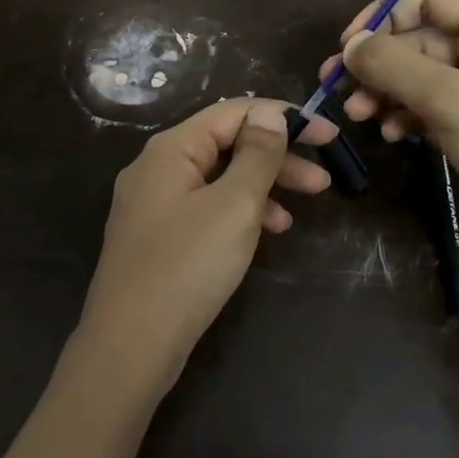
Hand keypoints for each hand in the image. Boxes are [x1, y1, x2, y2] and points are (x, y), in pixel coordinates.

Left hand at [76, 98, 337, 396]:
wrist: (130, 346)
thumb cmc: (187, 267)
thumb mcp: (234, 206)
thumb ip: (256, 155)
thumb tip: (268, 114)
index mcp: (171, 149)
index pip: (234, 112)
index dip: (284, 117)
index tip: (329, 135)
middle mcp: (157, 168)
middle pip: (226, 144)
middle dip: (277, 157)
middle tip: (323, 181)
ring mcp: (153, 204)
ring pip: (218, 179)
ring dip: (262, 187)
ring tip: (299, 211)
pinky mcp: (158, 236)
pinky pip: (206, 208)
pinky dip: (239, 213)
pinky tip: (265, 233)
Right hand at [322, 0, 458, 259]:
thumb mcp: (452, 102)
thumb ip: (395, 67)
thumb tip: (349, 45)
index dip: (384, 15)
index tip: (348, 47)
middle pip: (420, 39)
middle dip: (378, 64)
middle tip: (337, 91)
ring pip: (421, 75)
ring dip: (386, 92)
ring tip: (358, 118)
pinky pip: (432, 105)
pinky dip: (407, 115)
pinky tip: (392, 135)